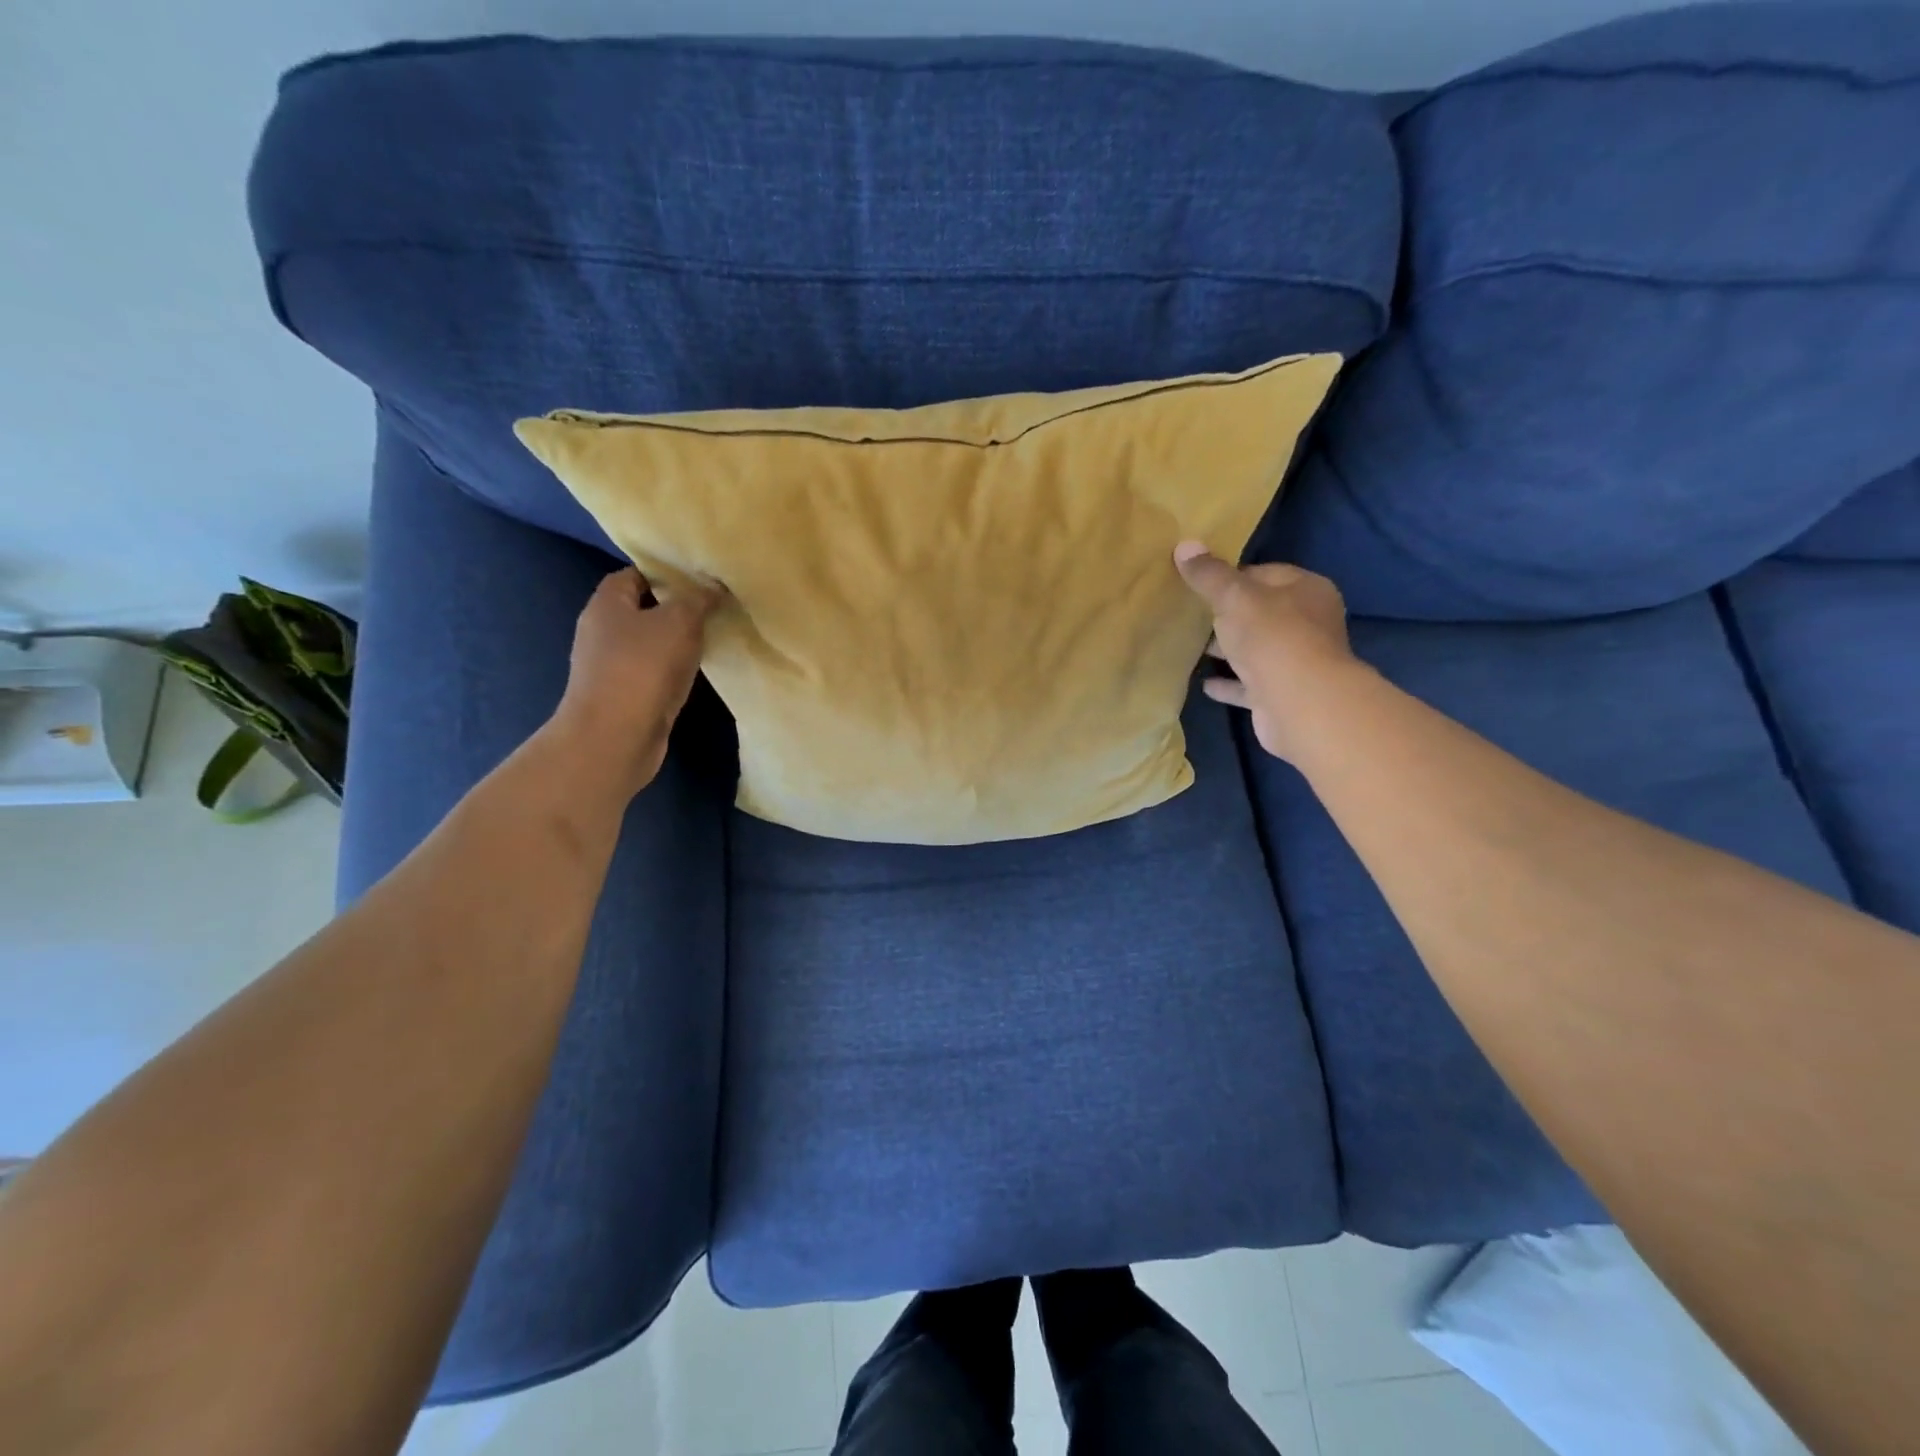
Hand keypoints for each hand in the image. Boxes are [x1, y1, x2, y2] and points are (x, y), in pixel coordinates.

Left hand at [551, 566, 717, 795]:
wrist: (616, 737)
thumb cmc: (643, 667)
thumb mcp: (679, 622)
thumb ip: (698, 599)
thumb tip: (714, 586)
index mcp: (607, 604)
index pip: (634, 575)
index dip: (665, 573)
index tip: (699, 579)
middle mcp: (602, 631)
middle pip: (642, 609)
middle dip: (676, 608)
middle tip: (713, 607)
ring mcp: (611, 666)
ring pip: (650, 643)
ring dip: (676, 641)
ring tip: (712, 636)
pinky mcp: (624, 695)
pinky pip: (653, 671)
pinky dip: (673, 669)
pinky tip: (697, 672)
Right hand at [1174, 542, 1358, 763]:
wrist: (1299, 703)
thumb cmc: (1272, 636)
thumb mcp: (1234, 597)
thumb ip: (1209, 575)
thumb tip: (1184, 544)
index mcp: (1306, 590)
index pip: (1264, 573)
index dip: (1231, 577)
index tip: (1199, 584)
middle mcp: (1308, 623)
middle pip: (1261, 612)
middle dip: (1228, 614)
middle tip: (1191, 615)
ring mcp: (1296, 661)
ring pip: (1255, 649)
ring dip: (1228, 649)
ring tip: (1192, 647)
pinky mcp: (1281, 694)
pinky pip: (1249, 684)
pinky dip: (1229, 682)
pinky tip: (1204, 683)